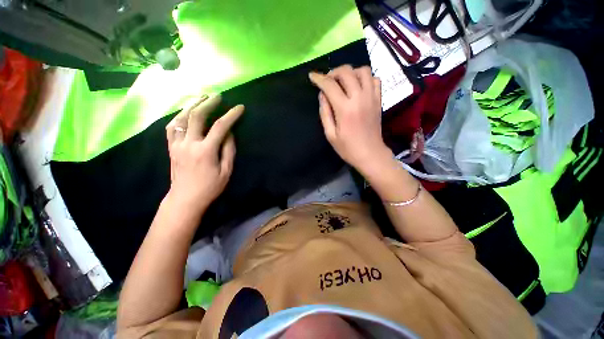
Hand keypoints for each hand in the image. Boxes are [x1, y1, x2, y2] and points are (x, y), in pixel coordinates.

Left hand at [165, 94, 243, 212]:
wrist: (185, 198)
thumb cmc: (210, 187)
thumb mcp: (226, 171)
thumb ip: (229, 150)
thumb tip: (230, 134)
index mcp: (206, 151)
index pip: (220, 127)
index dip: (231, 115)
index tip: (240, 107)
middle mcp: (189, 143)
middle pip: (197, 116)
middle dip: (208, 103)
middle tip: (217, 96)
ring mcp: (177, 144)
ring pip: (181, 118)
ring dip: (192, 105)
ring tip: (201, 98)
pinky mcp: (171, 147)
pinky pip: (171, 127)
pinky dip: (179, 116)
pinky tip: (185, 112)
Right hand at [309, 65, 393, 175]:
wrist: (370, 154)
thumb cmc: (348, 148)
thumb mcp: (330, 135)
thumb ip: (325, 113)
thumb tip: (322, 95)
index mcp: (345, 109)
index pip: (330, 85)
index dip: (319, 78)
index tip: (312, 76)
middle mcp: (359, 98)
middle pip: (347, 72)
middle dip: (333, 72)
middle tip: (327, 80)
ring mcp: (371, 97)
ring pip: (363, 70)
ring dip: (350, 72)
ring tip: (343, 82)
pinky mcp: (378, 100)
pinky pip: (375, 79)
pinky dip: (365, 78)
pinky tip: (358, 86)